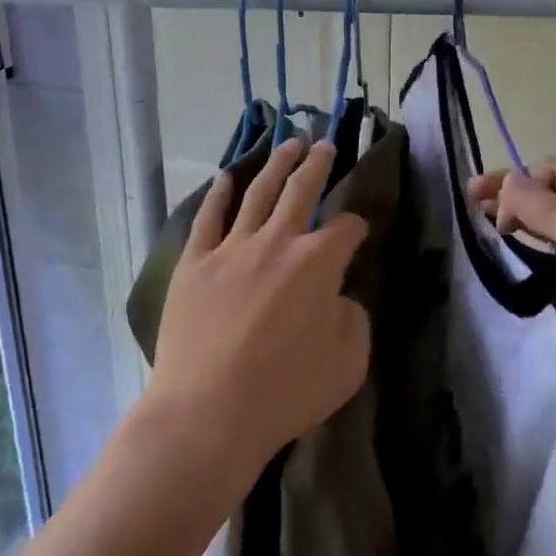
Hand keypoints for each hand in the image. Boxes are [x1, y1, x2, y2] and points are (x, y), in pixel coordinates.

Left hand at [147, 139, 369, 489]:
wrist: (208, 412)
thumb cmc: (286, 392)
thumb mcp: (348, 363)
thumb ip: (353, 319)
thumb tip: (339, 297)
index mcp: (318, 262)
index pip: (346, 228)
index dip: (357, 225)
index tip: (359, 230)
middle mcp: (277, 241)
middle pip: (302, 190)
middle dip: (317, 165)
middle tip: (326, 144)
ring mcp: (232, 248)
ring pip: (258, 192)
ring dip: (276, 164)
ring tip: (288, 143)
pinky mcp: (196, 262)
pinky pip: (209, 217)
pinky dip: (219, 193)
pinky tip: (226, 177)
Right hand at [470, 160, 555, 442]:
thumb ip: (553, 215)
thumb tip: (506, 180)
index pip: (553, 175)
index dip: (516, 183)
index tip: (484, 208)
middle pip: (543, 208)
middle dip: (506, 210)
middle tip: (464, 223)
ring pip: (538, 248)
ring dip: (509, 248)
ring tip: (473, 258)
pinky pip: (541, 286)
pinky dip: (518, 282)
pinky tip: (495, 290)